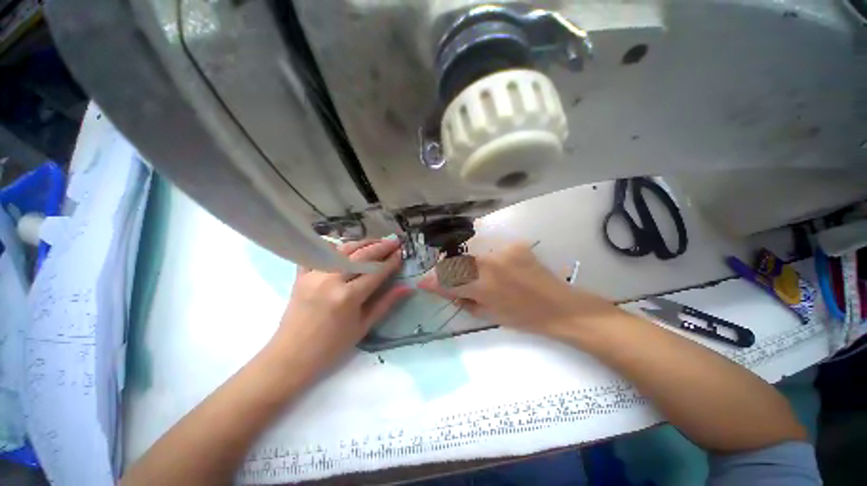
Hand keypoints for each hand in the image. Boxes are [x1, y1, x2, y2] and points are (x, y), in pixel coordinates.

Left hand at [270, 239, 411, 376]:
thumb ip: (386, 303)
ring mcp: (314, 275)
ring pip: (342, 250)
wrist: (291, 357)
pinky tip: (341, 245)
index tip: (401, 253)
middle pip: (361, 256)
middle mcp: (331, 280)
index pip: (376, 272)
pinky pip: (316, 254)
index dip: (391, 261)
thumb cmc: (331, 347)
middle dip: (380, 247)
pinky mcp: (301, 276)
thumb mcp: (363, 327)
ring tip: (376, 241)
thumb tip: (406, 288)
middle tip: (394, 241)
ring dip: (361, 243)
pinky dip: (329, 247)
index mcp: (348, 297)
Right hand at [418, 243, 620, 338]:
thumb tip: (443, 289)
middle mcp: (490, 264)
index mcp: (483, 287)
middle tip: (449, 275)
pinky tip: (493, 265)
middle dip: (447, 268)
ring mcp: (503, 250)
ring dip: (465, 261)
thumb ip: (462, 299)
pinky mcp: (514, 244)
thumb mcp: (488, 314)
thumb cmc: (524, 318)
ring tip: (472, 271)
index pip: (448, 280)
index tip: (423, 281)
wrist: (560, 306)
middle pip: (456, 260)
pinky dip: (484, 256)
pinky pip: (489, 246)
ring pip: (471, 251)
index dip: (432, 281)